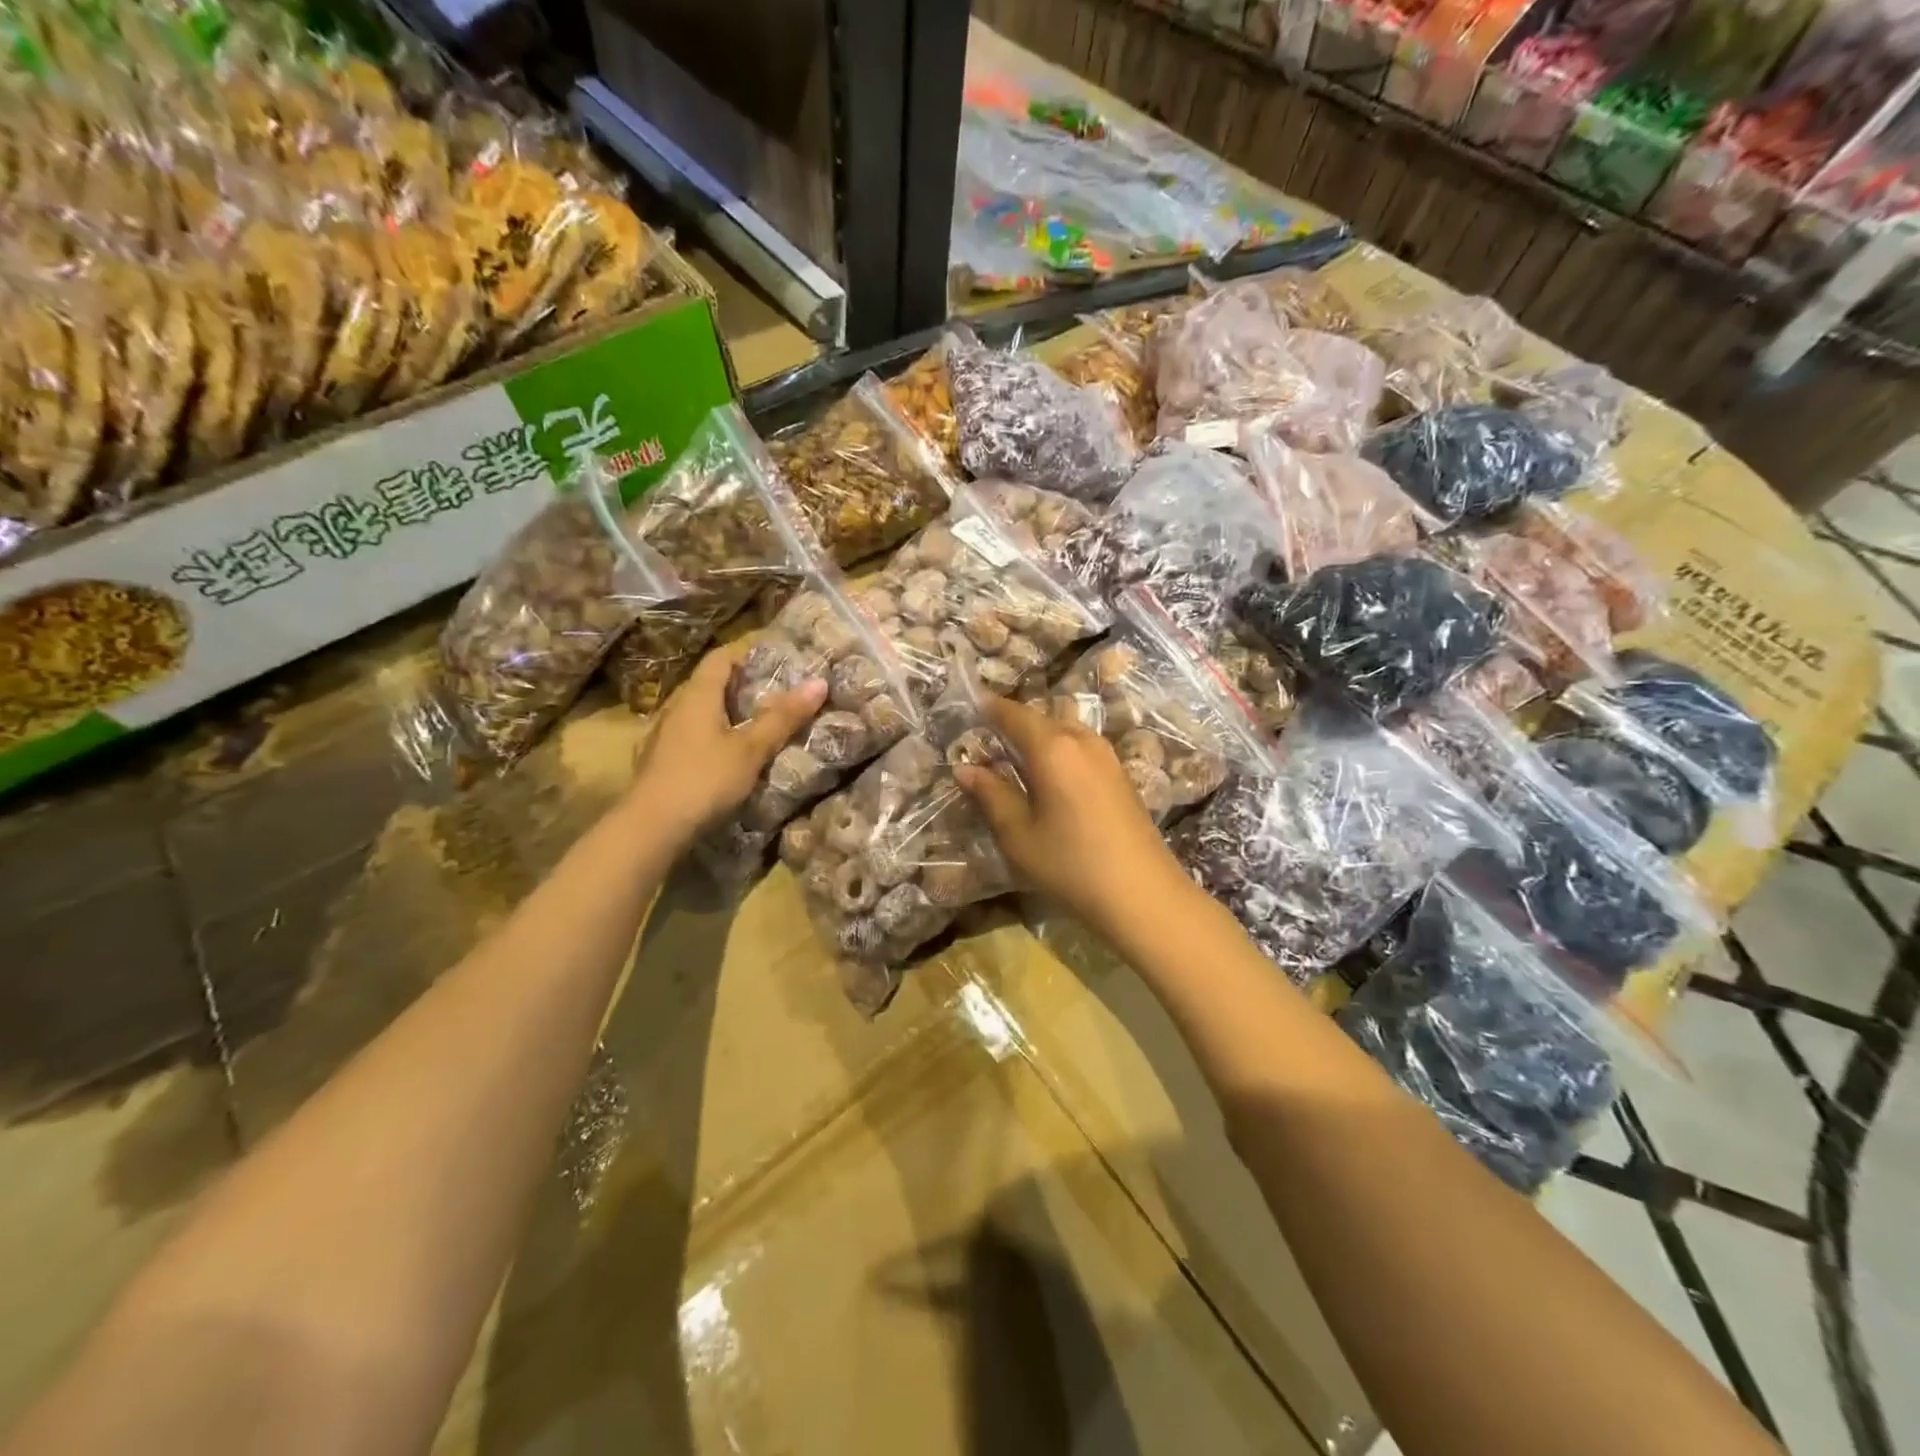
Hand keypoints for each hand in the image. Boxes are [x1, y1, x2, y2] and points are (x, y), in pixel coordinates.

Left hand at [631, 645, 826, 844]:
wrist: (650, 828)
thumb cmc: (705, 779)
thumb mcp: (751, 749)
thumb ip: (783, 717)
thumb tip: (819, 682)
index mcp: (698, 696)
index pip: (720, 658)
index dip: (746, 655)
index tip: (774, 663)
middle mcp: (675, 708)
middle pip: (708, 685)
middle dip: (739, 687)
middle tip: (774, 697)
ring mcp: (661, 736)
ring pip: (696, 714)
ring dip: (723, 715)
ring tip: (753, 728)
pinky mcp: (657, 763)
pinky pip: (687, 738)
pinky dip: (709, 739)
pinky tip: (722, 758)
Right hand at [954, 696, 1187, 934]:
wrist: (1143, 895)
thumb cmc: (1071, 865)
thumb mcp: (1019, 835)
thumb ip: (991, 795)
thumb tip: (965, 768)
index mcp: (1052, 748)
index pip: (1014, 714)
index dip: (990, 708)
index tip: (971, 705)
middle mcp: (1082, 740)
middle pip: (1041, 719)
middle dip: (1013, 723)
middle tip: (987, 740)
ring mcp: (1107, 756)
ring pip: (1064, 732)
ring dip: (1038, 738)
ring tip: (1015, 759)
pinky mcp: (1121, 774)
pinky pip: (1081, 748)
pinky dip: (1059, 752)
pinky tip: (1050, 778)